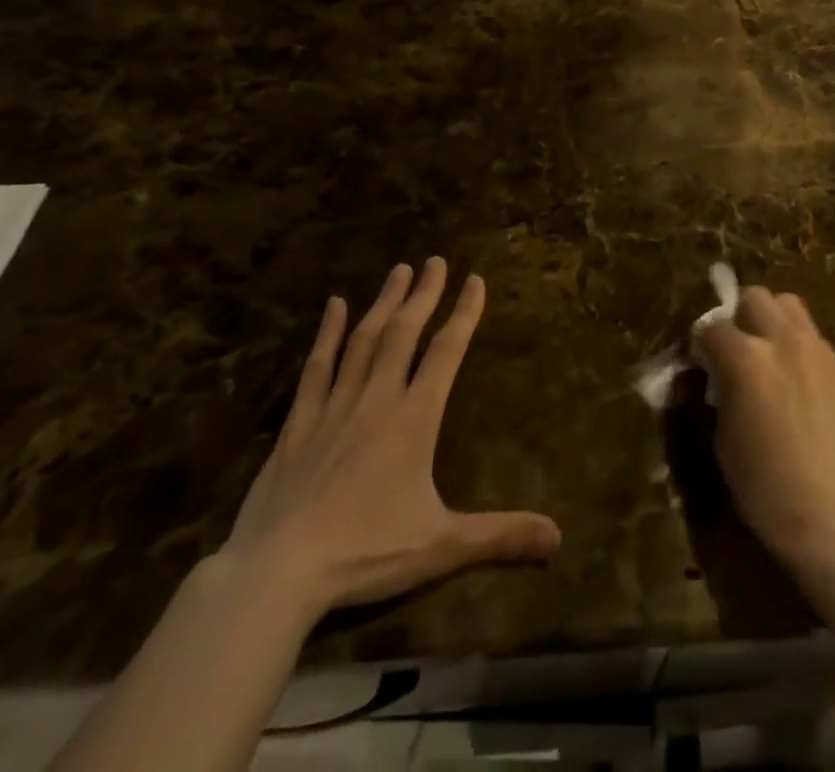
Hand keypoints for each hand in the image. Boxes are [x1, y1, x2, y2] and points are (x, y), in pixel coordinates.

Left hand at [221, 259, 561, 620]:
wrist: (275, 575)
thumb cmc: (365, 553)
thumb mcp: (441, 547)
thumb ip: (500, 536)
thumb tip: (559, 538)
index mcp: (415, 418)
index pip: (447, 351)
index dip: (464, 313)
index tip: (474, 279)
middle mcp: (378, 398)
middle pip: (405, 332)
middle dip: (424, 294)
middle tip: (435, 260)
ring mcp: (335, 406)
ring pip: (365, 340)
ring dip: (385, 302)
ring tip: (399, 269)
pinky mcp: (299, 423)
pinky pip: (318, 367)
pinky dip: (329, 333)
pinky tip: (335, 305)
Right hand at [694, 287, 834, 579]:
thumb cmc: (766, 488)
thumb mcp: (724, 440)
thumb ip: (721, 391)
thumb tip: (719, 377)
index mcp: (745, 359)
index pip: (712, 327)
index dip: (702, 344)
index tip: (701, 362)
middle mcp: (782, 341)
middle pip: (755, 297)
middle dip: (739, 317)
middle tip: (736, 350)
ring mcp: (816, 349)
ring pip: (789, 304)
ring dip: (771, 320)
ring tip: (768, 353)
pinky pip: (811, 335)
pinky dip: (797, 343)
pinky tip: (795, 377)